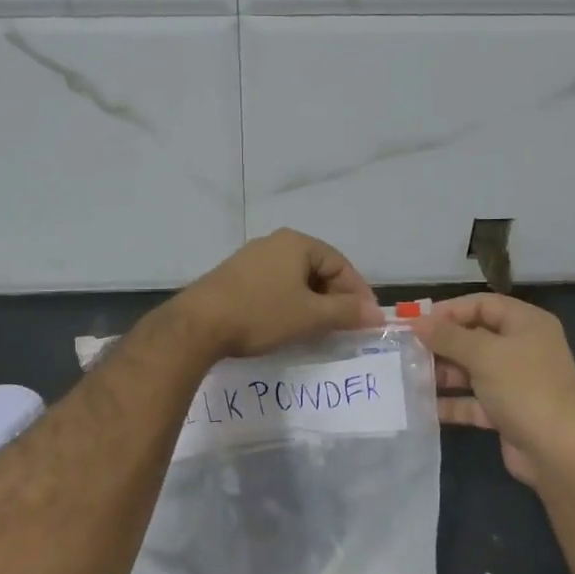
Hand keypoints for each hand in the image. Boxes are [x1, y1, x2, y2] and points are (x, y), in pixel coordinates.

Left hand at [173, 229, 381, 358]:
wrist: (198, 324)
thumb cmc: (261, 314)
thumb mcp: (310, 316)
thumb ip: (346, 312)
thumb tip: (376, 313)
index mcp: (297, 243)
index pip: (340, 264)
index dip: (357, 292)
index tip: (367, 321)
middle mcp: (274, 243)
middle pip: (318, 269)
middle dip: (335, 298)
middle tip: (345, 327)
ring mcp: (251, 258)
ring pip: (295, 279)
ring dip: (312, 303)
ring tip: (319, 330)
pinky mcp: (234, 276)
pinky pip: (274, 286)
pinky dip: (289, 304)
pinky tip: (287, 325)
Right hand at [415, 294, 574, 488]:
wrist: (560, 454)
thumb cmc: (525, 389)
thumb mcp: (484, 354)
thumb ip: (448, 336)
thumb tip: (416, 322)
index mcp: (526, 324)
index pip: (482, 304)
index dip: (449, 310)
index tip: (416, 322)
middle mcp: (522, 348)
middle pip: (474, 336)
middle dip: (441, 343)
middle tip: (405, 349)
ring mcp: (514, 382)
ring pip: (471, 369)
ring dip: (442, 372)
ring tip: (408, 376)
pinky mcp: (506, 411)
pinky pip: (472, 400)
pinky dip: (451, 402)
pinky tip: (422, 405)